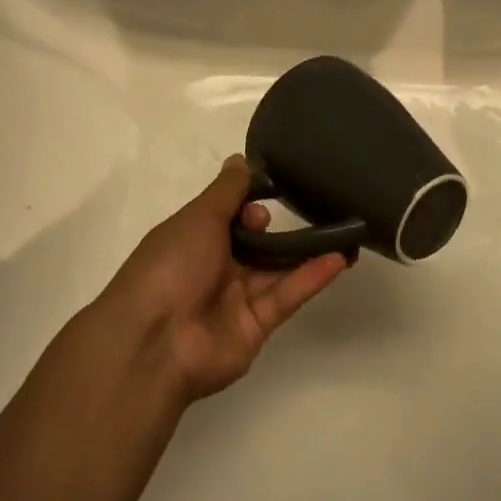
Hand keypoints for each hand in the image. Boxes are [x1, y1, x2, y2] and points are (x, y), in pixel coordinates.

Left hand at [96, 156, 352, 401]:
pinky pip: (286, 296)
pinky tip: (338, 259)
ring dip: (308, 252)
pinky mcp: (257, 327)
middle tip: (309, 209)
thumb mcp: (198, 217)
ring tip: (346, 233)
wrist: (155, 341)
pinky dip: (311, 278)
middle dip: (279, 229)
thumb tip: (240, 159)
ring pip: (278, 270)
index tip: (270, 193)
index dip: (249, 205)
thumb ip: (227, 191)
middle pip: (256, 245)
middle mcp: (215, 268)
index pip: (229, 217)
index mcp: (194, 240)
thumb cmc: (171, 265)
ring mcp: (236, 299)